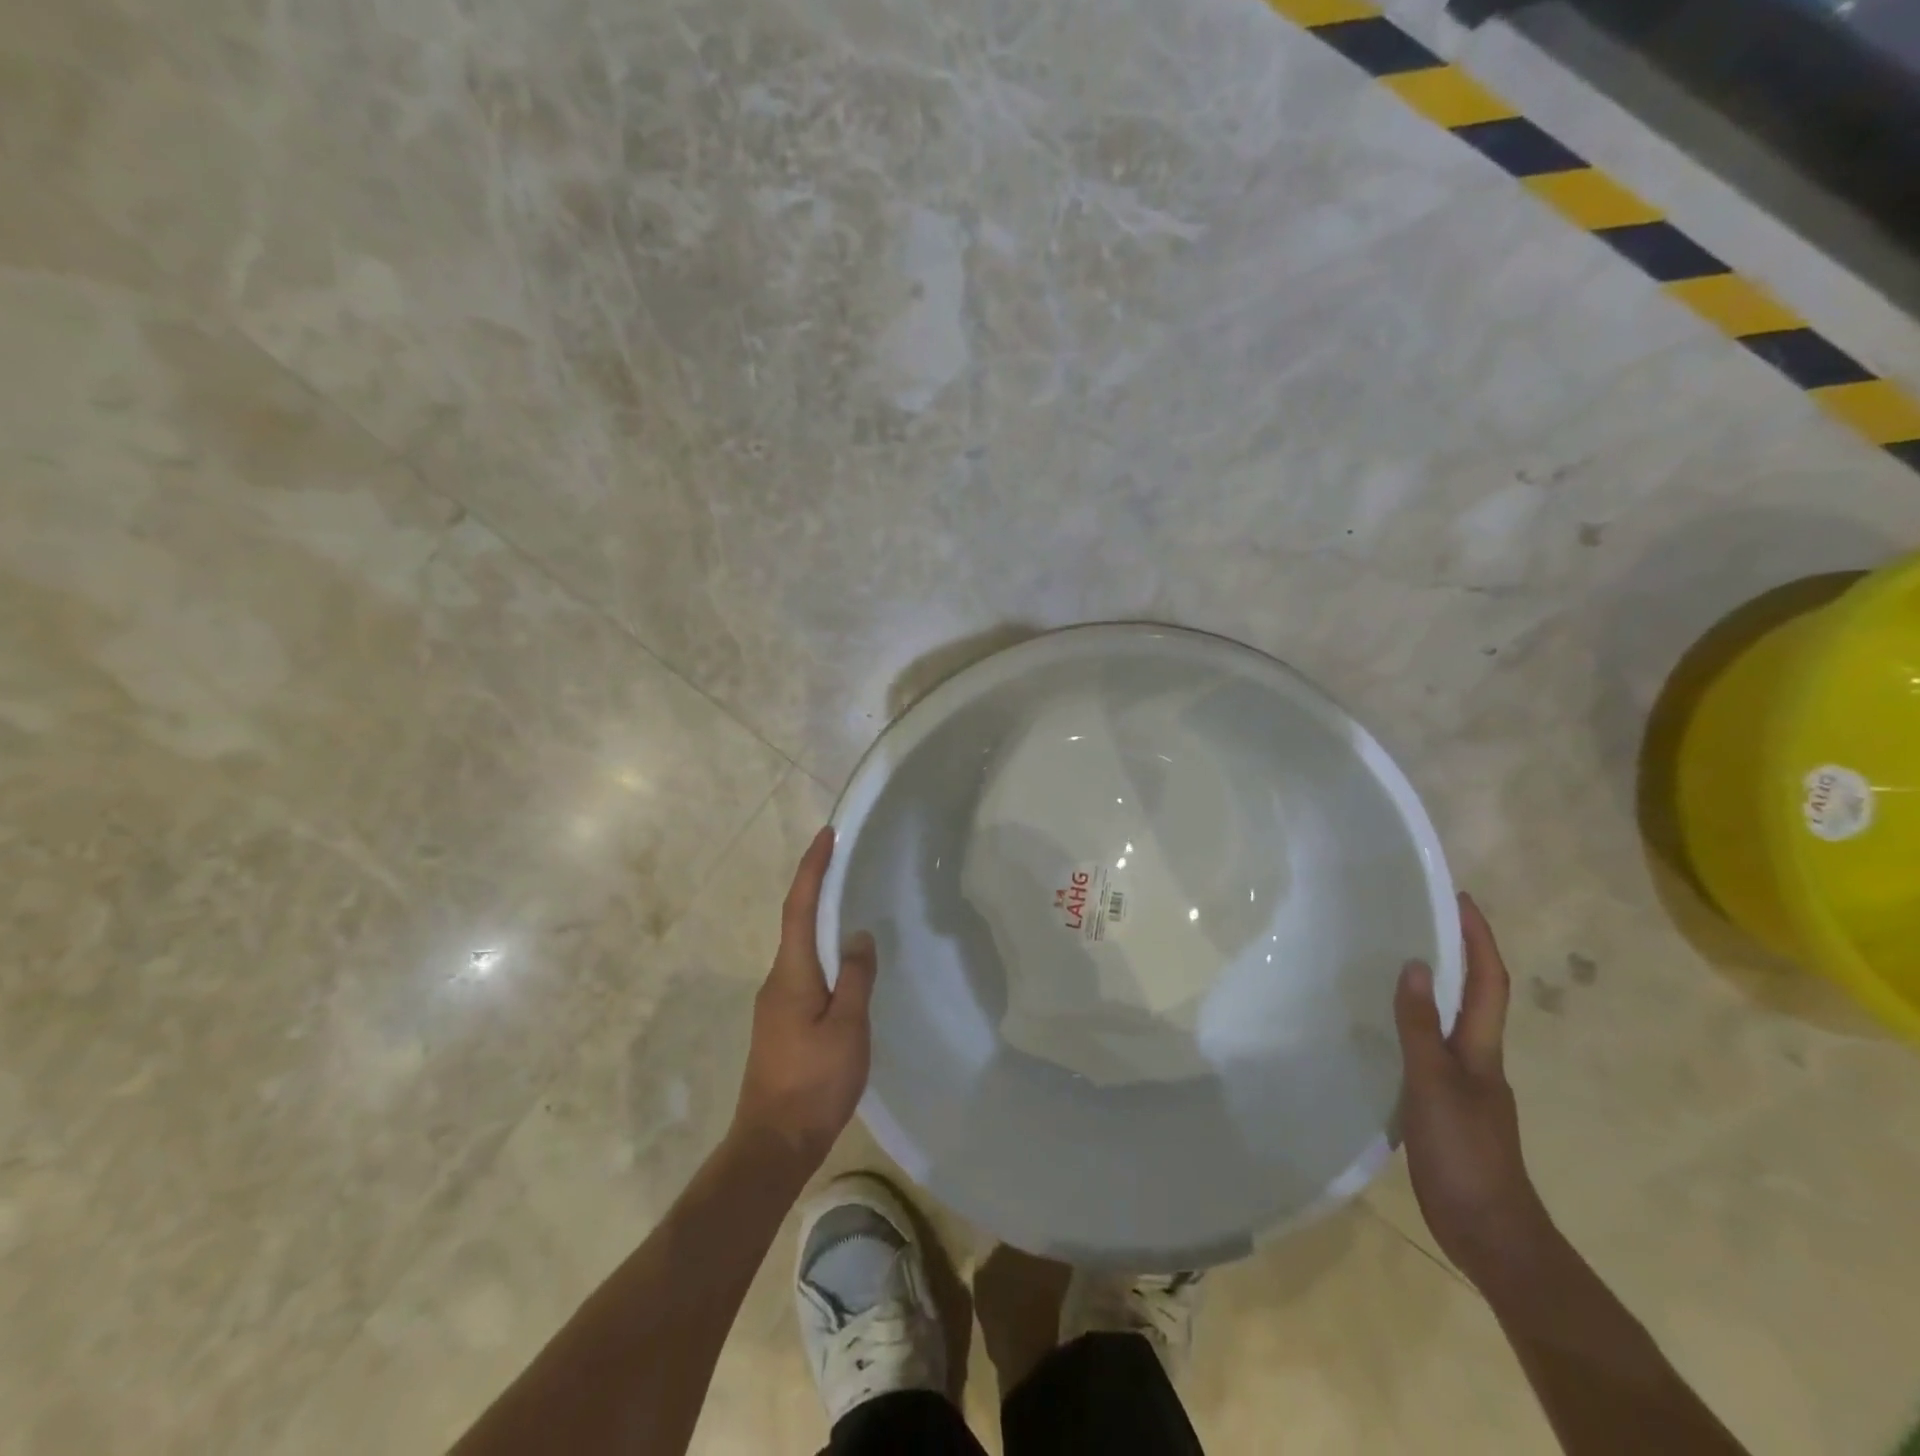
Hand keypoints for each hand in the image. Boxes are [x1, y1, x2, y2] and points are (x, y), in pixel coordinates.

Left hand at [732, 826, 877, 1168]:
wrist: (773, 1144)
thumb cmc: (814, 1082)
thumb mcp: (847, 1026)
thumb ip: (855, 977)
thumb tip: (858, 935)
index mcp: (791, 972)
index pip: (800, 906)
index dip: (812, 868)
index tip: (827, 835)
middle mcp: (777, 980)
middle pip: (797, 922)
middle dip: (817, 887)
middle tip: (845, 862)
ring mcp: (776, 1004)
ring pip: (802, 950)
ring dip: (822, 922)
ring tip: (852, 907)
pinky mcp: (781, 1025)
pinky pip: (805, 974)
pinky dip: (824, 955)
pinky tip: (845, 967)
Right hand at [1395, 894, 1551, 1289]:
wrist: (1489, 1233)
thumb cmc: (1466, 1153)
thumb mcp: (1435, 1084)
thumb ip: (1420, 1026)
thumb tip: (1414, 964)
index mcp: (1481, 1050)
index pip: (1488, 982)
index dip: (1478, 939)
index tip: (1460, 898)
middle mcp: (1477, 1060)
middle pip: (1474, 997)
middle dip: (1457, 954)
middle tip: (1419, 918)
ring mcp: (1463, 1085)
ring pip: (1449, 1022)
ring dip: (1433, 988)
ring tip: (1393, 961)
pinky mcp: (1443, 1106)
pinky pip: (1428, 1049)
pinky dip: (1411, 1025)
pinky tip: (1381, 1028)